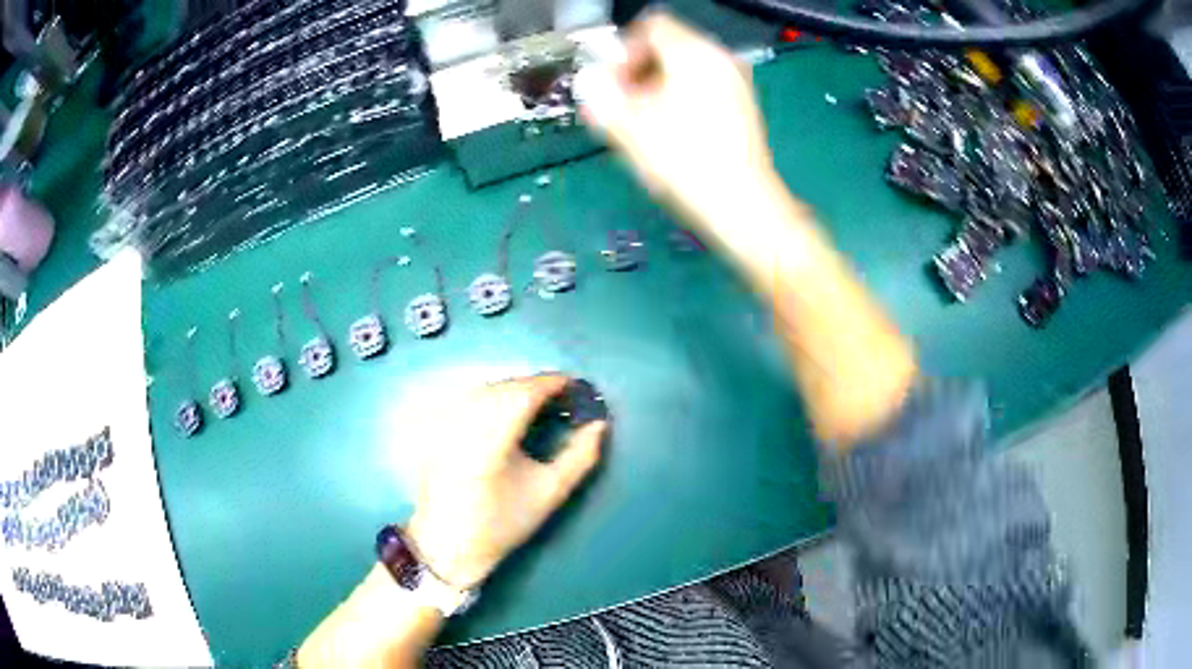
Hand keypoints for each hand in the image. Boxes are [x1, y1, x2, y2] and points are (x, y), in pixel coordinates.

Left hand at [406, 375, 606, 589]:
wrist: (450, 543)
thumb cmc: (502, 522)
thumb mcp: (550, 492)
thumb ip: (581, 456)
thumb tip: (599, 424)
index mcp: (492, 435)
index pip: (526, 391)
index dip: (554, 383)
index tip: (578, 388)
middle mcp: (465, 419)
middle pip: (506, 386)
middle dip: (537, 387)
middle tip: (564, 400)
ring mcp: (447, 422)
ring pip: (487, 389)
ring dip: (516, 391)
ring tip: (540, 407)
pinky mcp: (438, 428)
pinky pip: (471, 399)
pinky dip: (494, 398)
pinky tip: (507, 416)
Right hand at [575, 13, 777, 227]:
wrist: (743, 206)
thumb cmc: (685, 163)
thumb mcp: (631, 127)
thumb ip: (603, 96)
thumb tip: (590, 82)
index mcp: (694, 54)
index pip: (652, 26)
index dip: (625, 50)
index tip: (614, 82)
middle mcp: (720, 59)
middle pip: (670, 46)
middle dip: (639, 70)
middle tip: (624, 104)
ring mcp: (737, 82)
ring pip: (687, 68)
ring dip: (658, 86)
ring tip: (644, 121)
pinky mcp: (744, 106)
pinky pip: (705, 86)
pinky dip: (682, 97)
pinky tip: (672, 130)